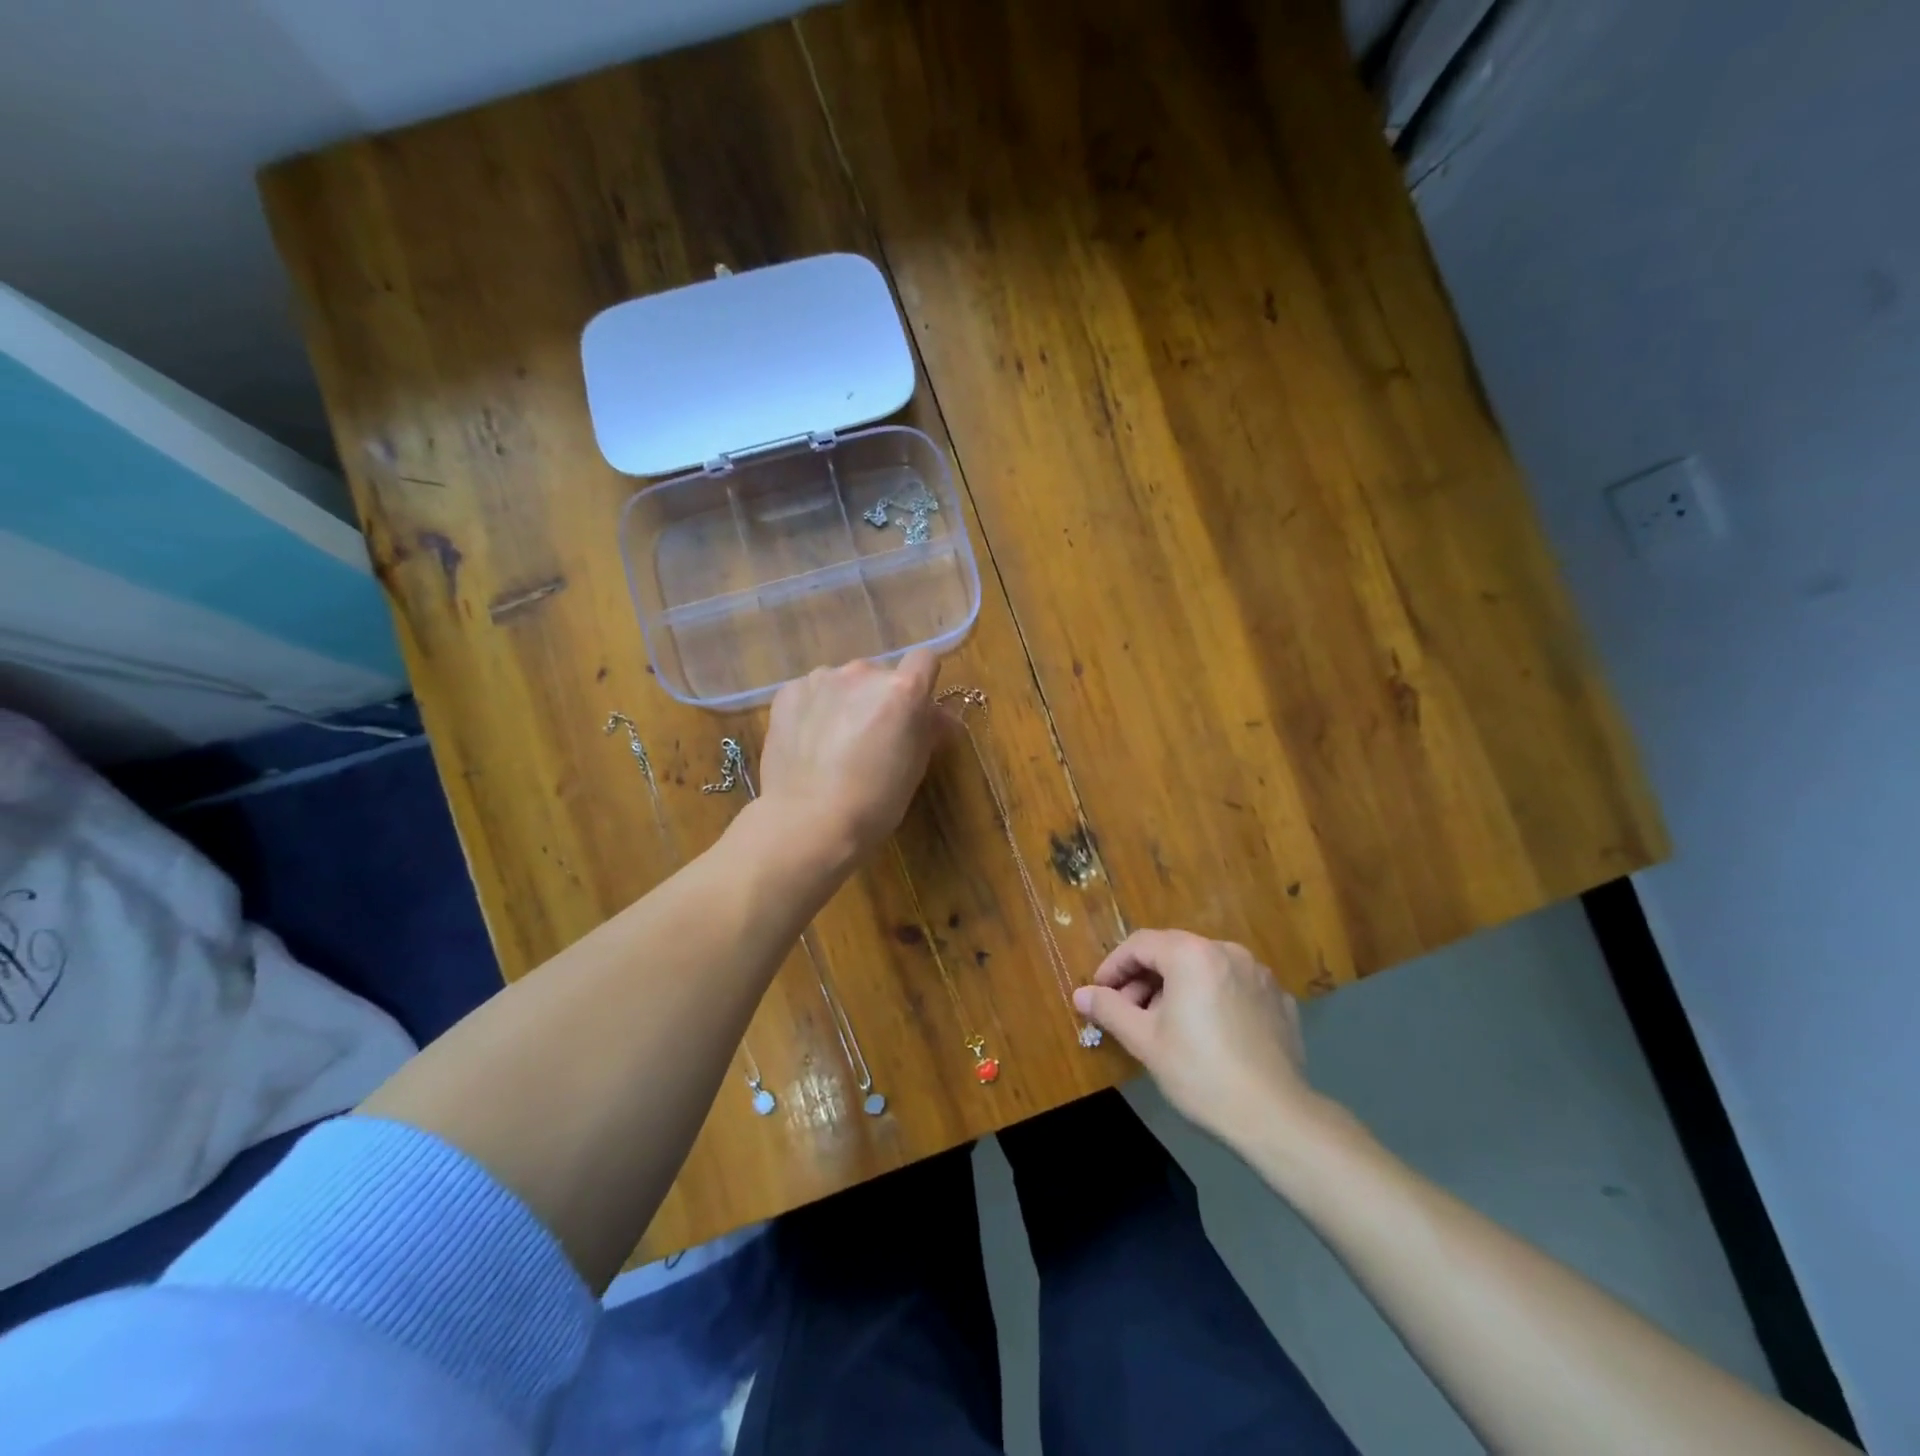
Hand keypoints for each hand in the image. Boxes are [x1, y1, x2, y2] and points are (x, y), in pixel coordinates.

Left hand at [757, 649, 946, 864]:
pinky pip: (811, 692)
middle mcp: (863, 673)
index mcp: (902, 690)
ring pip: (843, 682)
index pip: (925, 660)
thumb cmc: (875, 802)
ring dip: (846, 701)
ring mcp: (821, 679)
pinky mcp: (788, 693)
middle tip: (873, 736)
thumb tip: (939, 716)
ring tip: (834, 742)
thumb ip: (928, 729)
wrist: (808, 822)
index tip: (916, 710)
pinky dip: (815, 710)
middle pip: (881, 675)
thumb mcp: (915, 767)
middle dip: (881, 698)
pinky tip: (809, 742)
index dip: (923, 682)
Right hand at [1073, 928, 1330, 1150]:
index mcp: (1192, 954)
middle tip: (1127, 1012)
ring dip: (1176, 987)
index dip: (1113, 966)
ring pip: (1204, 968)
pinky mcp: (1279, 999)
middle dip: (1144, 978)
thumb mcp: (1145, 1040)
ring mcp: (1258, 974)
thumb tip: (1080, 994)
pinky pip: (1233, 986)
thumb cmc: (1200, 1074)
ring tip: (1164, 1024)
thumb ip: (1109, 1009)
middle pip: (1173, 952)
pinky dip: (1211, 998)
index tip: (1099, 993)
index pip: (1140, 944)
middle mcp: (1228, 952)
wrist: (1276, 1117)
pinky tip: (1206, 1033)